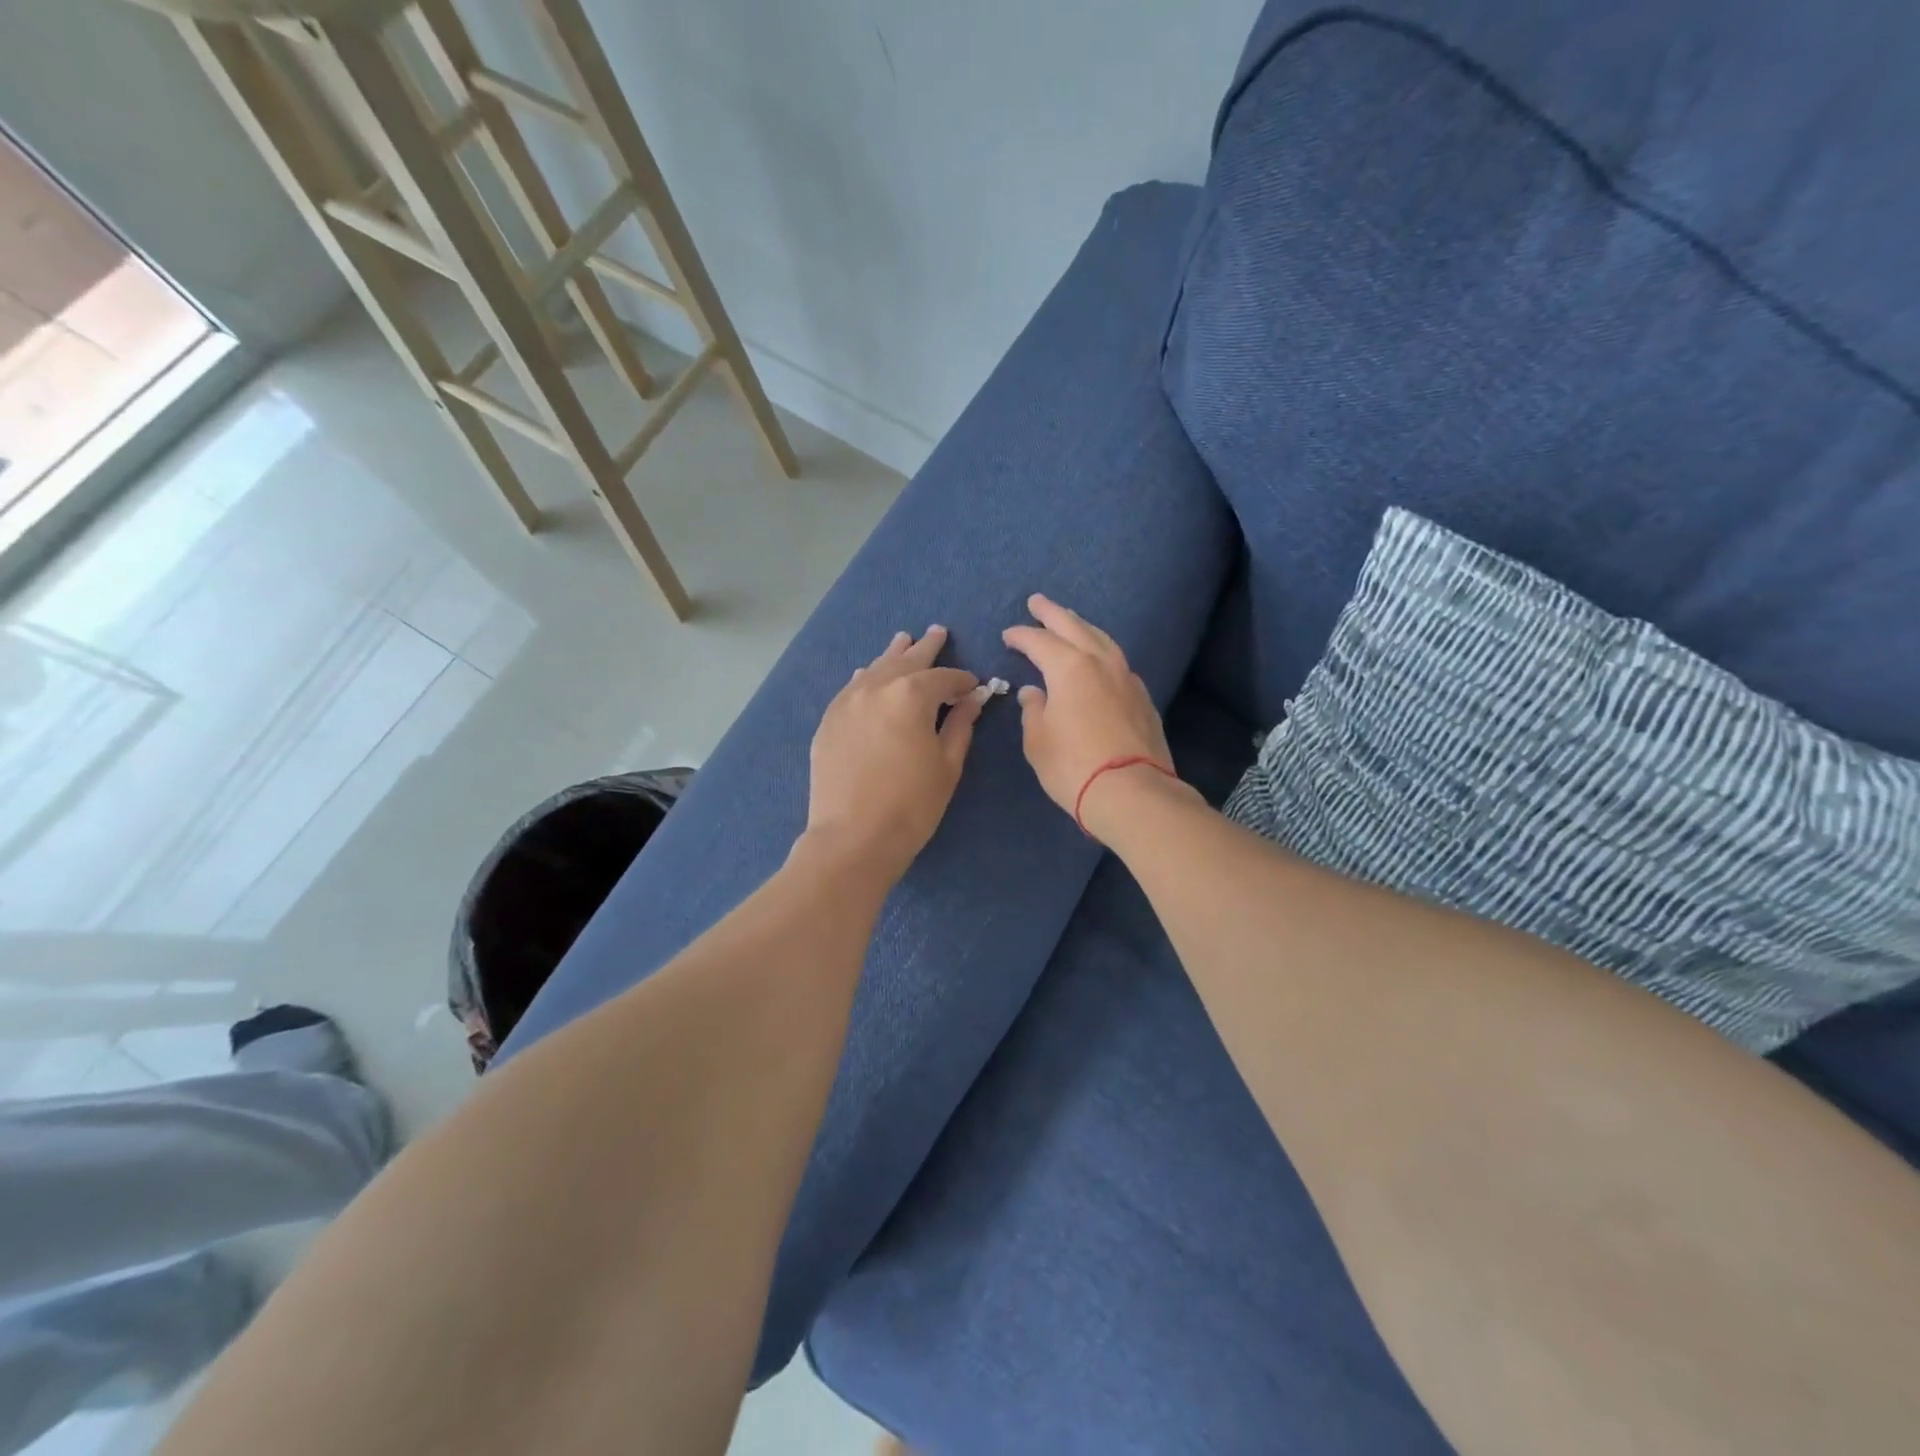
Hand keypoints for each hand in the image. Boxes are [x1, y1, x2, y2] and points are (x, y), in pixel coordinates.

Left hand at [803, 626, 983, 880]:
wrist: (853, 838)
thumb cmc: (911, 805)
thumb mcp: (947, 765)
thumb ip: (960, 726)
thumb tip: (973, 700)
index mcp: (911, 695)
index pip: (944, 678)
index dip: (963, 681)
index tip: (975, 686)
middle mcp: (876, 687)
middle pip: (906, 661)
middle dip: (926, 648)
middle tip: (937, 632)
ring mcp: (847, 702)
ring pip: (874, 668)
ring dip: (893, 655)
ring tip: (904, 640)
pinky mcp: (829, 721)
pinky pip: (851, 688)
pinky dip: (865, 677)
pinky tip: (867, 673)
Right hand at [1002, 594, 1178, 836]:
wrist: (1131, 792)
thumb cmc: (1073, 765)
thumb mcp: (1038, 740)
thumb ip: (1034, 710)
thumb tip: (1034, 692)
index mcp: (1070, 668)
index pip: (1040, 642)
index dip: (1021, 636)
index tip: (1008, 635)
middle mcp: (1101, 664)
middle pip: (1075, 627)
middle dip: (1053, 613)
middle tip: (1037, 602)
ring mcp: (1127, 678)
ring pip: (1102, 640)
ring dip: (1082, 627)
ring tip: (1070, 622)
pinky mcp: (1143, 698)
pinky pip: (1118, 662)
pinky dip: (1102, 652)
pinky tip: (1098, 660)